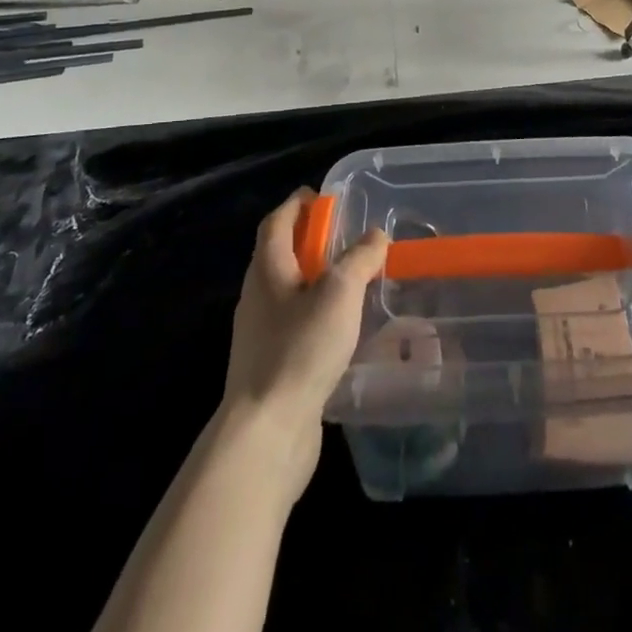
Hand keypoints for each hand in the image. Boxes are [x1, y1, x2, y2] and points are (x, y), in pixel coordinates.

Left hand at [219, 189, 386, 499]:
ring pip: (288, 293)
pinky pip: (294, 326)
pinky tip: (343, 330)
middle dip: (309, 241)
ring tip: (352, 282)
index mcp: (267, 270)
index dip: (297, 204)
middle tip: (346, 238)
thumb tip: (374, 235)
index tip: (323, 197)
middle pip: (279, 255)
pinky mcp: (271, 367)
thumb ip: (359, 259)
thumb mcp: (340, 293)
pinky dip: (316, 315)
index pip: (276, 222)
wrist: (266, 433)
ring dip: (315, 280)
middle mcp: (257, 297)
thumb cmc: (300, 349)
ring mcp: (260, 336)